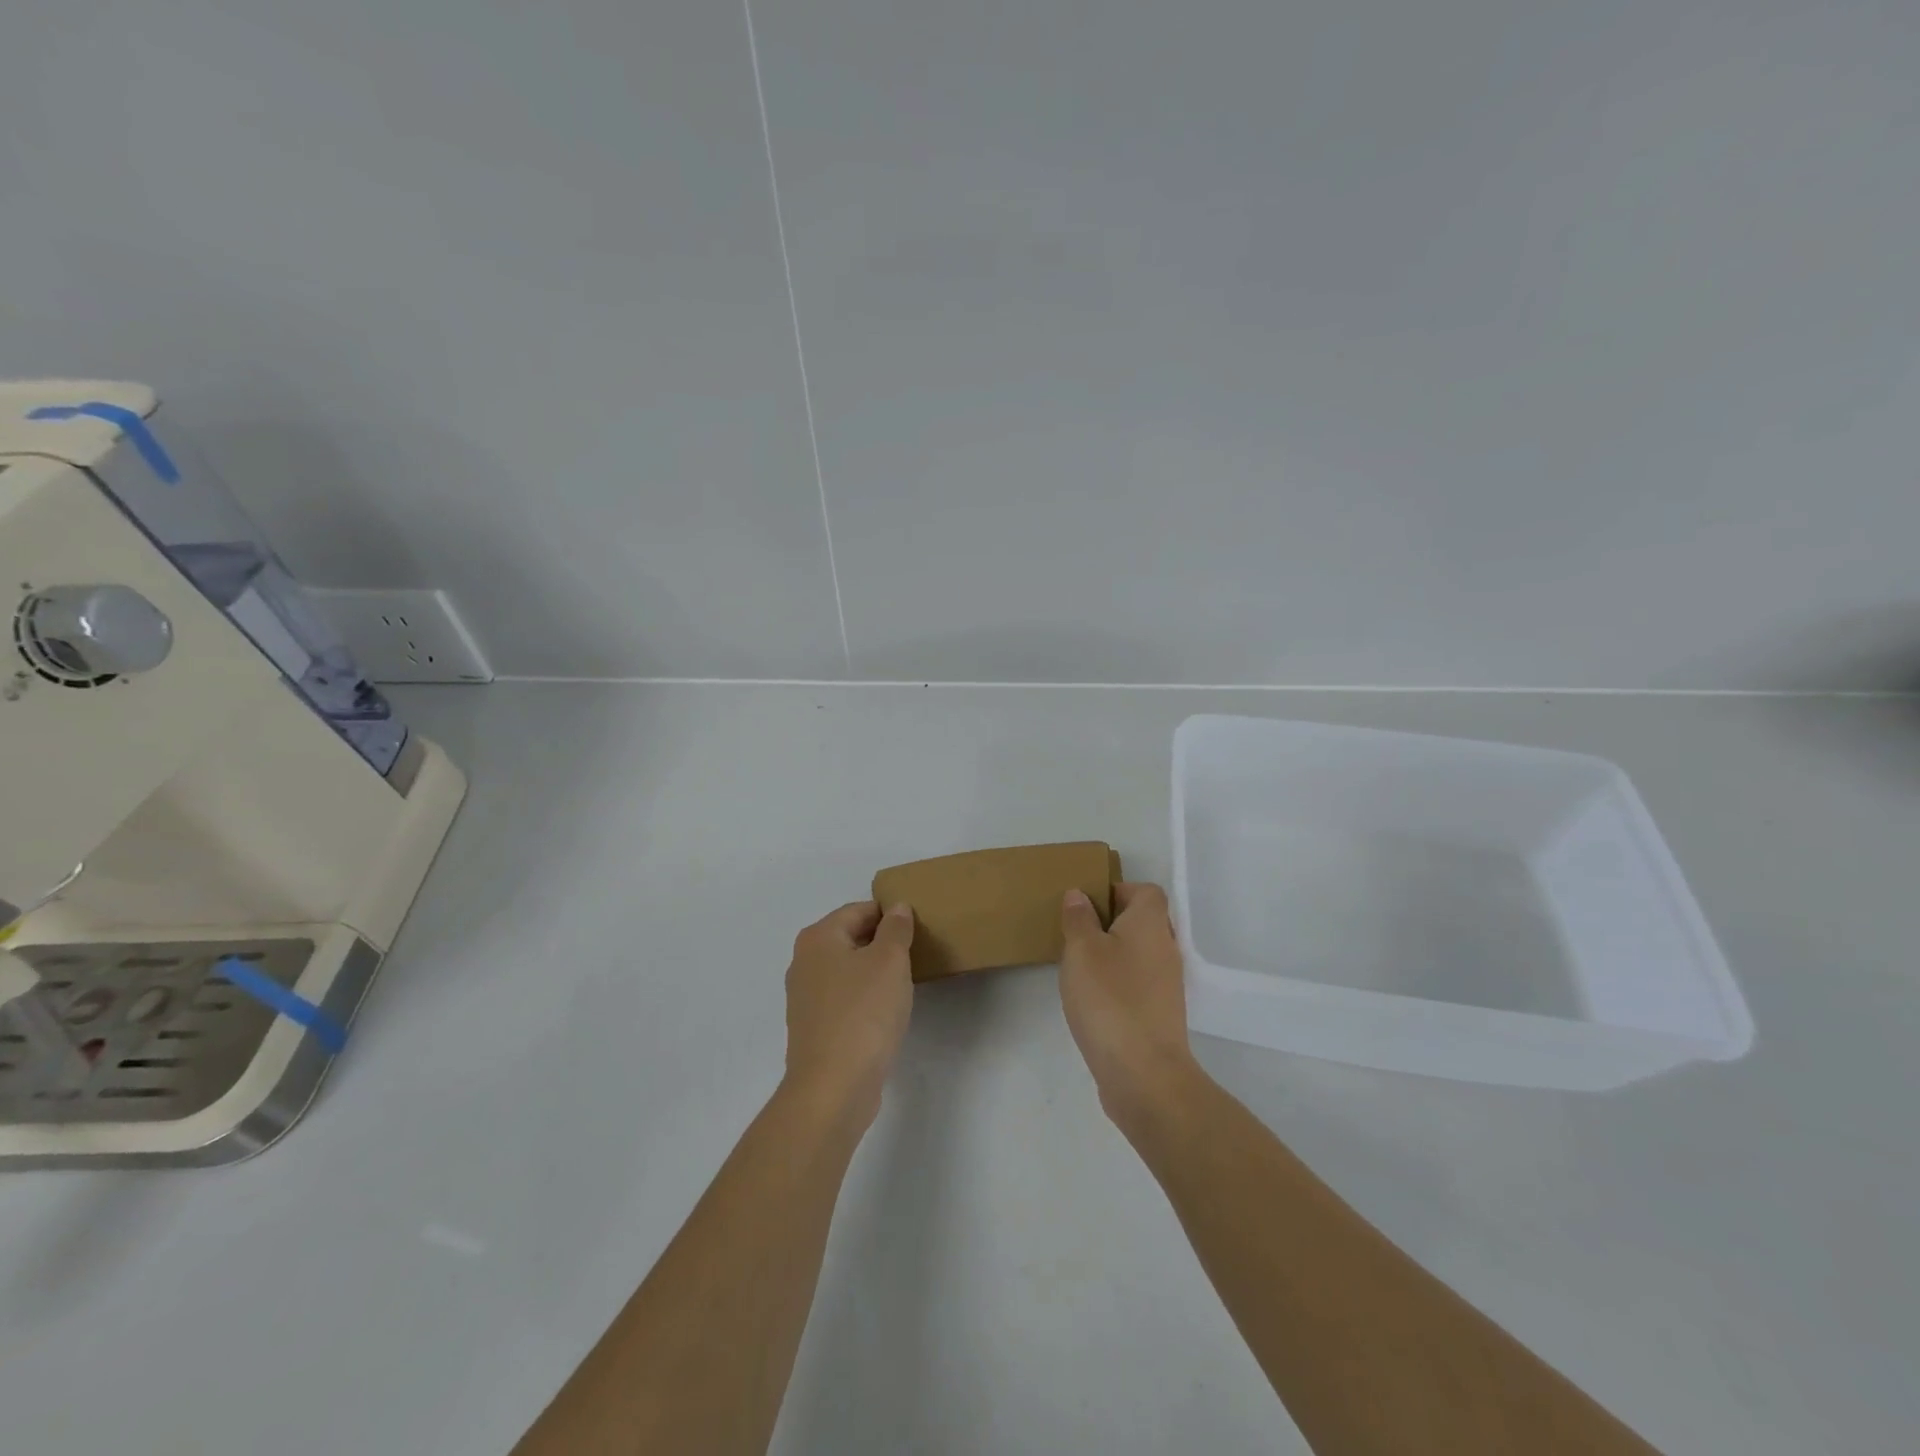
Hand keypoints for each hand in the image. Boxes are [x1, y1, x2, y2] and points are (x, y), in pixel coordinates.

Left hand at [784, 901, 915, 1125]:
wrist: (834, 1088)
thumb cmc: (864, 1013)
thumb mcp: (890, 961)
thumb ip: (896, 929)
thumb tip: (896, 908)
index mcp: (818, 938)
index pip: (859, 910)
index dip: (890, 915)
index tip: (918, 928)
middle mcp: (804, 962)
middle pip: (850, 938)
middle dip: (882, 943)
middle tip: (916, 953)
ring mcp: (805, 998)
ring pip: (847, 970)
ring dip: (874, 972)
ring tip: (905, 982)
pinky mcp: (813, 1028)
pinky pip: (844, 999)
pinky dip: (865, 999)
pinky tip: (886, 1012)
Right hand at [1059, 882, 1200, 1132]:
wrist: (1144, 1074)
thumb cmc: (1110, 999)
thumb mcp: (1081, 950)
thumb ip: (1079, 919)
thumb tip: (1079, 895)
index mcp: (1151, 924)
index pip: (1146, 891)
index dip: (1118, 890)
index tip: (1087, 906)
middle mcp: (1166, 948)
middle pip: (1143, 921)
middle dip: (1111, 923)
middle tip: (1077, 935)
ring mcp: (1167, 984)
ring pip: (1140, 953)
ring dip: (1113, 954)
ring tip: (1079, 968)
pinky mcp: (1161, 1014)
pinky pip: (1139, 983)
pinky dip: (1119, 983)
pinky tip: (1093, 1000)